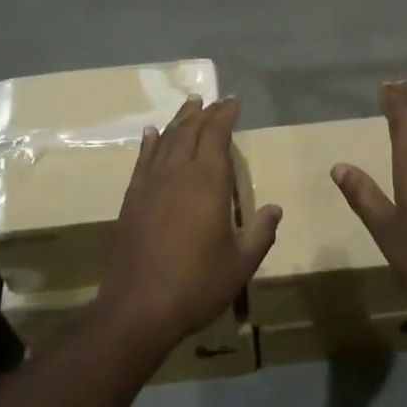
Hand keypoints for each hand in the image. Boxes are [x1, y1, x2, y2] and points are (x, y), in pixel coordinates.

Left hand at [99, 96, 280, 348]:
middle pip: (190, 130)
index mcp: (208, 181)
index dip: (225, 114)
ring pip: (166, 139)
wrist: (138, 306)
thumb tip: (274, 209)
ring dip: (179, 120)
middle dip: (204, 112)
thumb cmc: (197, 284)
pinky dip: (150, 142)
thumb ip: (260, 233)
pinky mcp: (132, 198)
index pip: (217, 134)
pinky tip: (152, 133)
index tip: (233, 101)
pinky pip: (143, 159)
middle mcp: (178, 172)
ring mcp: (151, 183)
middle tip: (214, 100)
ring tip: (190, 105)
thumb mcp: (241, 263)